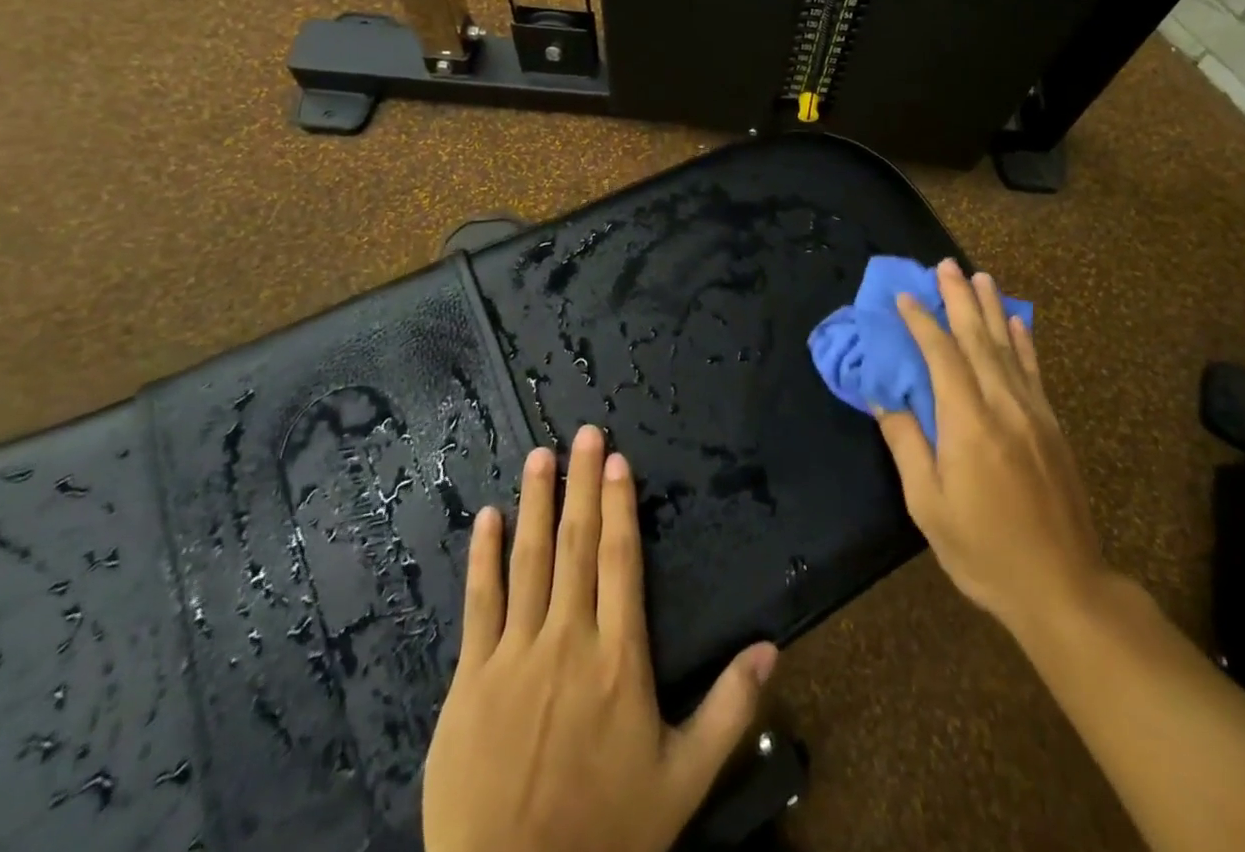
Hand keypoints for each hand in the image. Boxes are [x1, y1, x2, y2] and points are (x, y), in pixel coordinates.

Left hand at [421, 425, 778, 851]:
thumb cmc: (605, 832)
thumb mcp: (683, 780)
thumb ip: (729, 709)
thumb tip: (773, 647)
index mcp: (619, 656)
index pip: (620, 559)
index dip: (618, 505)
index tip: (616, 459)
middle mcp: (569, 639)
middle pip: (576, 543)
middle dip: (581, 482)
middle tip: (584, 432)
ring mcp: (515, 655)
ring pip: (529, 559)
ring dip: (536, 502)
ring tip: (541, 455)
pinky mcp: (471, 678)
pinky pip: (480, 603)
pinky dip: (483, 556)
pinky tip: (487, 518)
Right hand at [875, 258, 1112, 639]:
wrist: (1063, 588)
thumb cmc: (983, 550)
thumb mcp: (928, 505)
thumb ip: (906, 443)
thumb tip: (884, 397)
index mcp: (968, 423)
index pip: (941, 356)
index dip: (920, 322)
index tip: (903, 297)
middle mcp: (1003, 405)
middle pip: (977, 339)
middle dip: (958, 299)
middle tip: (945, 264)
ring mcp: (1033, 413)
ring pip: (1008, 347)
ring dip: (990, 308)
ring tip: (978, 276)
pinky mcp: (1052, 427)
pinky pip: (1034, 371)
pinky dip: (1023, 341)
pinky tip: (1017, 322)